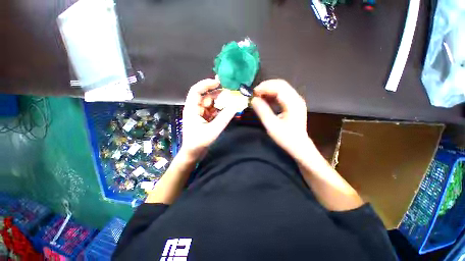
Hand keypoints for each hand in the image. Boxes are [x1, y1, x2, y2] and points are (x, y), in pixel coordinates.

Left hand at [181, 78, 236, 159]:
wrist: (193, 153)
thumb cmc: (199, 142)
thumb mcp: (214, 129)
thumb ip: (225, 117)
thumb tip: (236, 105)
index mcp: (192, 109)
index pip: (196, 90)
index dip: (206, 84)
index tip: (218, 82)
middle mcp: (195, 109)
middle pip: (206, 96)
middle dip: (218, 94)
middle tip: (231, 93)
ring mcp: (200, 113)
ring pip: (210, 103)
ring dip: (220, 102)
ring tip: (232, 101)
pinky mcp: (204, 118)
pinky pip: (213, 110)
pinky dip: (220, 109)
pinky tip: (227, 109)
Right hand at [251, 79, 312, 157]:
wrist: (299, 146)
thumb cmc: (286, 137)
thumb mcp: (271, 125)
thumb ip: (262, 111)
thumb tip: (253, 100)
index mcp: (293, 103)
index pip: (278, 87)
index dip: (264, 87)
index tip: (253, 93)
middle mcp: (296, 98)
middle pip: (281, 84)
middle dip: (266, 87)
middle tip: (254, 94)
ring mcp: (296, 100)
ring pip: (281, 88)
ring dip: (268, 90)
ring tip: (258, 97)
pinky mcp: (294, 104)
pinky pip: (282, 94)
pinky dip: (272, 95)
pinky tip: (266, 100)